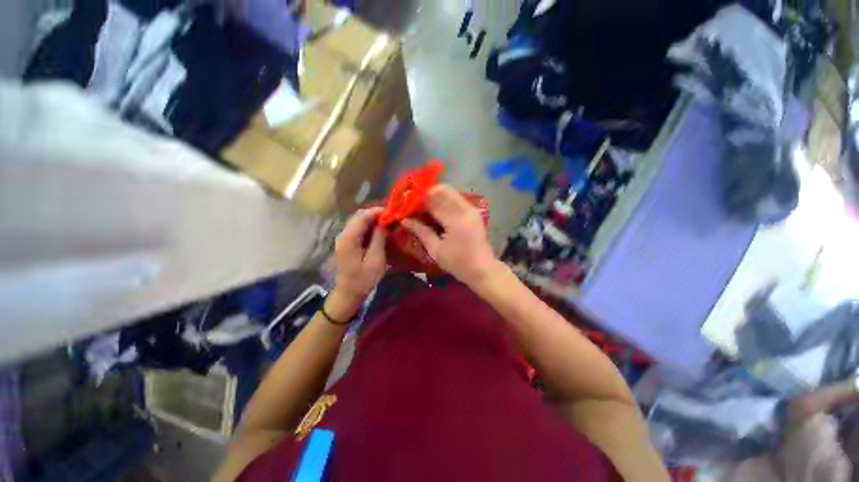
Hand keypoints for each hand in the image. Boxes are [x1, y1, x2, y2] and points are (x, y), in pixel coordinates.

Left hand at [334, 208, 386, 301]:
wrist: (349, 293)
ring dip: (373, 220)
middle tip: (392, 217)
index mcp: (349, 238)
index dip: (377, 211)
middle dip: (376, 214)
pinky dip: (370, 227)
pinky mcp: (348, 242)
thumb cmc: (364, 279)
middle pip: (359, 216)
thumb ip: (379, 238)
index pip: (362, 216)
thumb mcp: (376, 259)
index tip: (393, 212)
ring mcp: (344, 238)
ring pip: (359, 221)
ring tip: (388, 222)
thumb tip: (385, 221)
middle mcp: (343, 234)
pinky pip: (359, 229)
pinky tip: (380, 230)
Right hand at [403, 185, 497, 285]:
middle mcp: (465, 209)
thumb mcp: (436, 250)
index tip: (405, 204)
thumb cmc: (458, 263)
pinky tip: (435, 211)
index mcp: (455, 219)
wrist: (482, 269)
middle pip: (442, 190)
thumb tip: (404, 220)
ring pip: (449, 192)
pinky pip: (455, 198)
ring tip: (422, 208)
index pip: (432, 200)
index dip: (417, 200)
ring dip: (434, 196)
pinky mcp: (473, 211)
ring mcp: (471, 208)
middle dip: (425, 194)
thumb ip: (421, 231)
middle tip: (413, 205)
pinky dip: (443, 201)